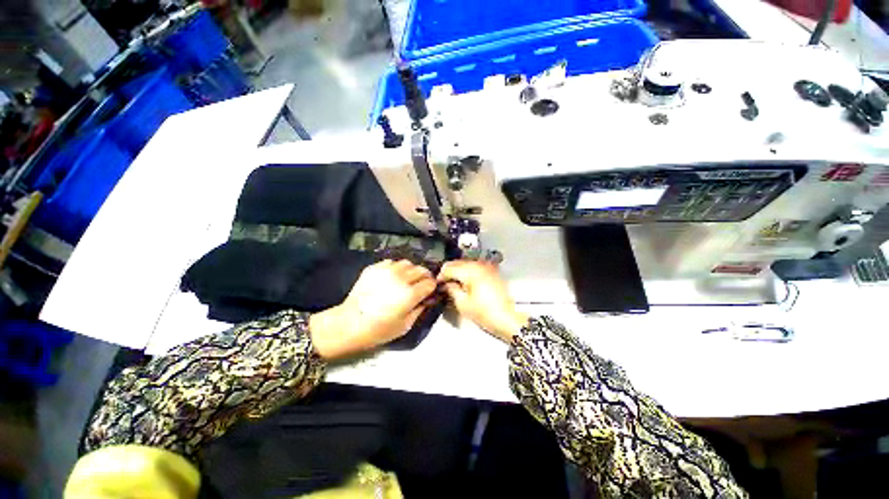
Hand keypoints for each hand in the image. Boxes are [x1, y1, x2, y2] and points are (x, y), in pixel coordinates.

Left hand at [310, 260, 436, 358]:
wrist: (348, 323)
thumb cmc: (378, 330)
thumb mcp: (405, 325)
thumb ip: (420, 309)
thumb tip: (429, 298)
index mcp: (410, 294)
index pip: (430, 282)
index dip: (432, 287)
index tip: (429, 292)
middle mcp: (400, 278)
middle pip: (421, 270)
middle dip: (424, 277)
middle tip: (420, 285)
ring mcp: (386, 270)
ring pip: (408, 263)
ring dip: (411, 271)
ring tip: (406, 279)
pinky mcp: (374, 267)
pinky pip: (392, 262)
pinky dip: (396, 268)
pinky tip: (392, 277)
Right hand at [438, 260, 527, 342]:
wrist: (507, 319)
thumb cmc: (484, 313)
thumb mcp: (462, 303)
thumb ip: (452, 289)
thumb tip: (446, 284)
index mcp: (470, 271)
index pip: (449, 267)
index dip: (441, 275)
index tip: (438, 283)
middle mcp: (479, 265)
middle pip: (458, 262)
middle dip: (449, 272)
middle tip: (444, 284)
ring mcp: (487, 267)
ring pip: (466, 263)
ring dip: (458, 271)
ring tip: (455, 284)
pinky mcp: (492, 272)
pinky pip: (476, 267)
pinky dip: (468, 272)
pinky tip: (466, 283)